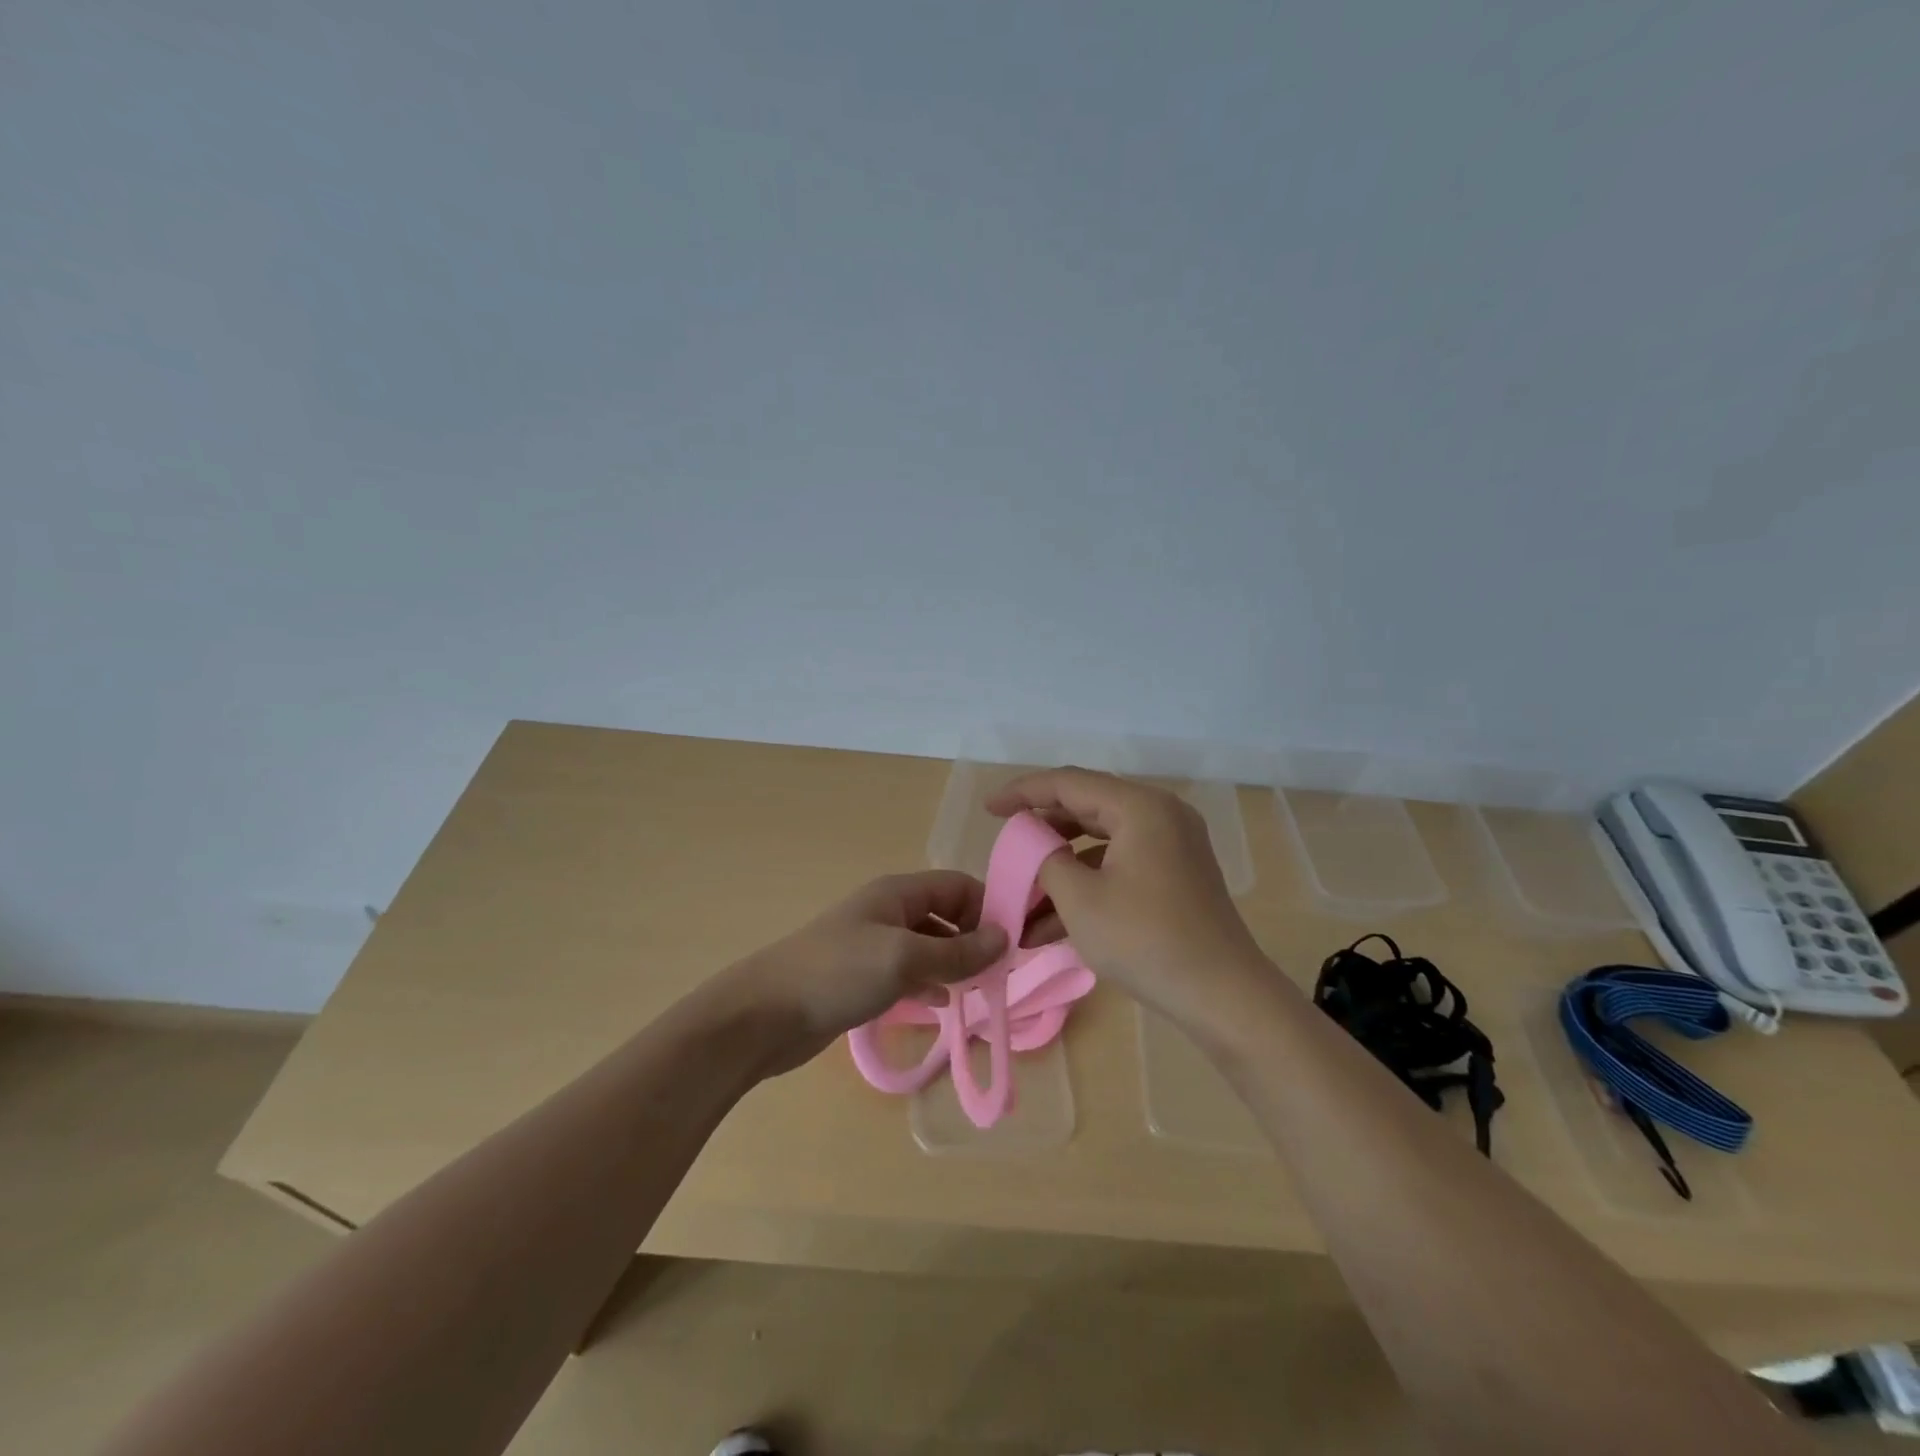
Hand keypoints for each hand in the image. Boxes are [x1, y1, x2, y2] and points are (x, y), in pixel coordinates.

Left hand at [722, 871, 1008, 1074]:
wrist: (764, 1015)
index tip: (1013, 942)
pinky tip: (942, 1003)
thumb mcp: (905, 959)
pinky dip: (928, 982)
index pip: (957, 886)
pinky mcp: (861, 977)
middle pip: (944, 914)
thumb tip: (1006, 939)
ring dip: (954, 963)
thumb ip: (957, 951)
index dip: (987, 907)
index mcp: (897, 893)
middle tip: (1000, 973)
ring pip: (928, 946)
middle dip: (973, 938)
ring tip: (979, 989)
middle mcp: (888, 911)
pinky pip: (908, 972)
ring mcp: (873, 945)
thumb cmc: (838, 973)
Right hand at [987, 767, 1273, 1038]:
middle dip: (1042, 832)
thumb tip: (1035, 845)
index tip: (988, 809)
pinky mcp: (1175, 875)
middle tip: (1007, 846)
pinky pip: (1120, 866)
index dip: (1023, 792)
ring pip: (1101, 842)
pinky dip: (1088, 885)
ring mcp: (1172, 845)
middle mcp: (1160, 815)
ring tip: (1022, 899)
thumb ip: (1046, 859)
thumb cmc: (1145, 940)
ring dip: (1061, 868)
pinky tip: (1050, 925)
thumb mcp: (1080, 899)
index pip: (1068, 783)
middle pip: (1087, 808)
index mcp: (1139, 807)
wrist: (1223, 996)